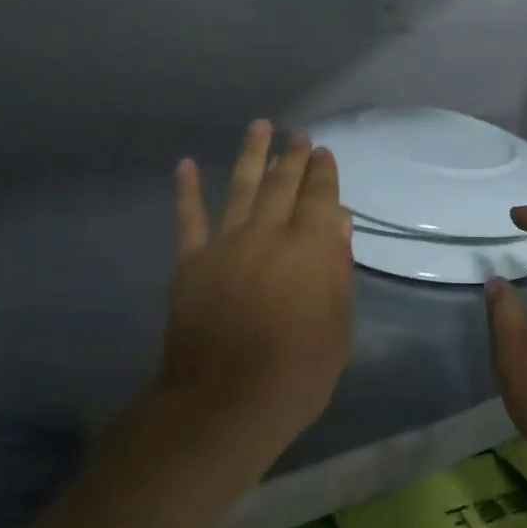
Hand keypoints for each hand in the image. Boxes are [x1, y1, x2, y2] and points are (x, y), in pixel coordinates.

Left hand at [152, 121, 354, 469]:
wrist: (226, 401)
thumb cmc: (298, 373)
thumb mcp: (338, 328)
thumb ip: (338, 271)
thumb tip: (339, 223)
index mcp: (311, 250)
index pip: (320, 198)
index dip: (322, 173)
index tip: (323, 153)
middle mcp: (269, 235)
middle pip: (282, 186)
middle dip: (293, 157)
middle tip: (298, 136)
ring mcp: (226, 245)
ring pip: (241, 189)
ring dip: (252, 155)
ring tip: (260, 126)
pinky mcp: (192, 263)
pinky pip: (189, 219)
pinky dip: (188, 191)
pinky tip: (187, 165)